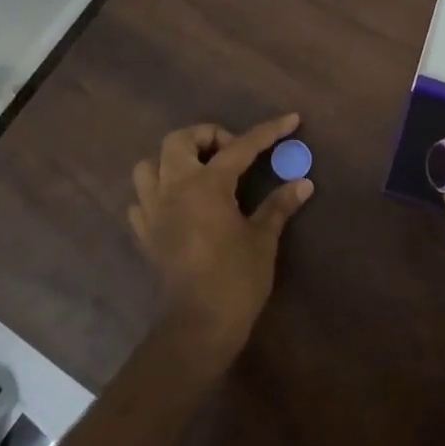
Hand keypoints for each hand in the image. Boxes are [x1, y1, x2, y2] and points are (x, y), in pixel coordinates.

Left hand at [128, 114, 312, 371]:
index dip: (268, 132)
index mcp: (206, 185)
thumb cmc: (236, 280)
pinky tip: (178, 204)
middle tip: (233, 152)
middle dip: (206, 136)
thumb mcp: (263, 240)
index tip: (290, 119)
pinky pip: (141, 200)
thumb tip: (303, 182)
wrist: (198, 326)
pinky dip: (157, 193)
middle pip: (178, 141)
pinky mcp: (146, 234)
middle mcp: (173, 189)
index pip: (240, 147)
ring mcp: (153, 211)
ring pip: (149, 165)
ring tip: (200, 173)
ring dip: (172, 161)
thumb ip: (279, 205)